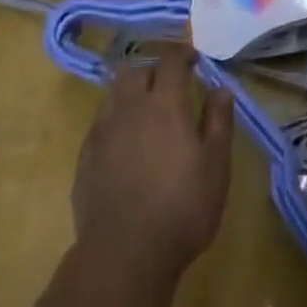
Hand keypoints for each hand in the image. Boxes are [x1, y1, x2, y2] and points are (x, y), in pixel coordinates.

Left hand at [72, 45, 233, 285]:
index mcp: (165, 104)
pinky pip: (101, 122)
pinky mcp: (85, 155)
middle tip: (170, 87)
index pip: (171, 59)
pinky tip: (125, 144)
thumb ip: (218, 121)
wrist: (124, 254)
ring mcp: (103, 130)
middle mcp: (130, 107)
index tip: (194, 59)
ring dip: (131, 92)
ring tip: (146, 112)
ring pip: (114, 93)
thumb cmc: (182, 208)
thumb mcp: (216, 166)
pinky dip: (115, 120)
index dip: (183, 53)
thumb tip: (221, 88)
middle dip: (154, 70)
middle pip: (136, 70)